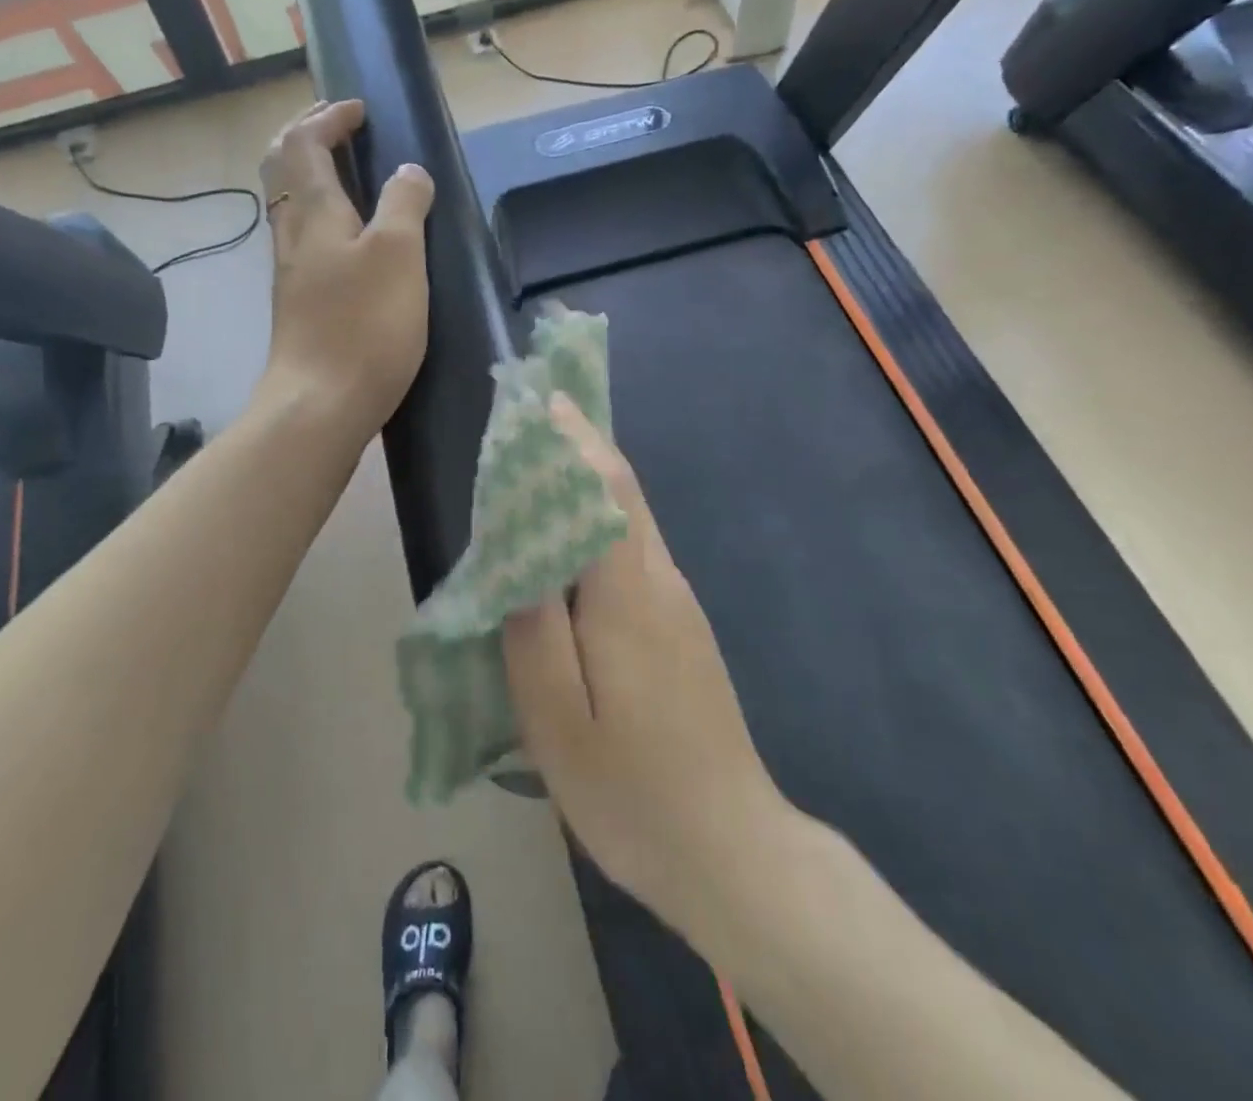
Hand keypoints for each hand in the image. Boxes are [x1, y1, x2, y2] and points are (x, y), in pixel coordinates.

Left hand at [257, 100, 434, 447]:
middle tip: (343, 131)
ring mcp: (291, 273)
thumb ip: (404, 204)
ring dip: (313, 179)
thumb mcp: (398, 255)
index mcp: (313, 212)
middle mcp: (292, 235)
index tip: (360, 110)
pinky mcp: (299, 305)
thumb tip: (408, 173)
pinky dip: (323, 218)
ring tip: (352, 179)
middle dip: (308, 139)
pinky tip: (351, 241)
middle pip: (282, 169)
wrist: (320, 405)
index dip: (328, 117)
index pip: (304, 142)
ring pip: (291, 207)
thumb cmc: (363, 325)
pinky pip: (305, 241)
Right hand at [503, 395, 786, 943]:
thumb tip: (519, 562)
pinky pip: (634, 556)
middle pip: (622, 495)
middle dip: (580, 448)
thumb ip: (534, 633)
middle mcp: (662, 584)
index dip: (575, 439)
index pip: (607, 490)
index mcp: (630, 595)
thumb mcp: (558, 721)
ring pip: (629, 524)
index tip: (542, 400)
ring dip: (587, 485)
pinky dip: (598, 527)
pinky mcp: (681, 631)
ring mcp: (679, 608)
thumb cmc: (634, 791)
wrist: (733, 852)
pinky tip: (568, 548)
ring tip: (538, 472)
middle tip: (531, 422)